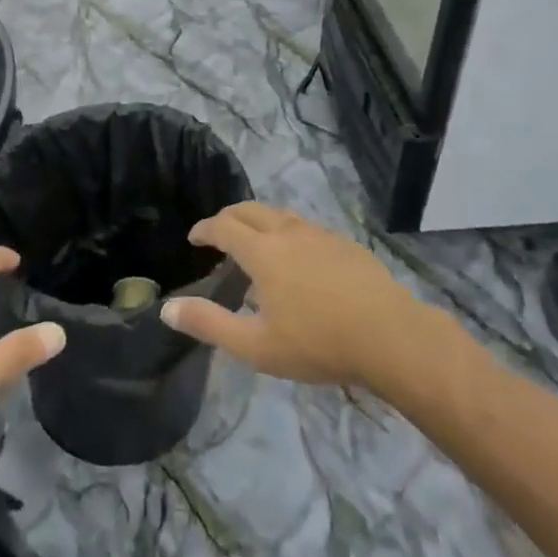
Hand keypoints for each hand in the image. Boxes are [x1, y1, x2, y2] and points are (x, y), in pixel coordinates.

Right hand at [160, 203, 432, 388]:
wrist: (390, 337)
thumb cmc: (317, 343)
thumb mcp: (255, 345)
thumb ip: (209, 324)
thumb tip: (167, 309)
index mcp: (262, 251)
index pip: (224, 227)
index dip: (205, 229)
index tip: (194, 237)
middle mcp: (288, 232)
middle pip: (251, 210)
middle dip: (229, 217)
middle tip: (219, 233)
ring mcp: (320, 235)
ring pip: (281, 215)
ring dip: (260, 221)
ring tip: (256, 241)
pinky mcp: (346, 244)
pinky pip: (307, 228)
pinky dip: (288, 231)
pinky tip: (299, 257)